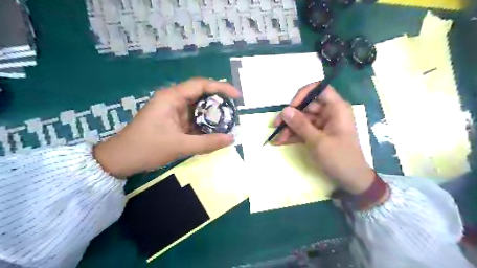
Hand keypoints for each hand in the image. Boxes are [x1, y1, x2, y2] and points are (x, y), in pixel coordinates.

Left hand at [94, 77, 240, 176]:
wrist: (120, 159)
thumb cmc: (146, 148)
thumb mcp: (179, 146)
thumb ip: (207, 143)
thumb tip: (231, 139)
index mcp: (172, 97)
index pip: (201, 85)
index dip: (221, 87)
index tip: (237, 97)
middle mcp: (173, 99)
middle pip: (201, 94)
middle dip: (219, 101)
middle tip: (234, 111)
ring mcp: (173, 110)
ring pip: (198, 107)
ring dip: (212, 114)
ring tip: (229, 121)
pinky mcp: (173, 120)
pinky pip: (193, 118)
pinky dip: (204, 123)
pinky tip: (214, 130)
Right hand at [272, 83, 375, 193]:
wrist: (352, 180)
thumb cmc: (339, 158)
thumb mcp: (317, 141)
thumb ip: (300, 125)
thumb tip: (284, 110)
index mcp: (336, 109)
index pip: (319, 89)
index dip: (303, 94)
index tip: (290, 107)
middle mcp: (330, 113)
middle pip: (307, 106)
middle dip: (291, 117)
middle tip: (276, 127)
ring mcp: (324, 124)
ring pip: (302, 120)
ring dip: (289, 128)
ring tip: (276, 139)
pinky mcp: (319, 134)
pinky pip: (304, 130)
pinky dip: (293, 135)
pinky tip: (281, 142)